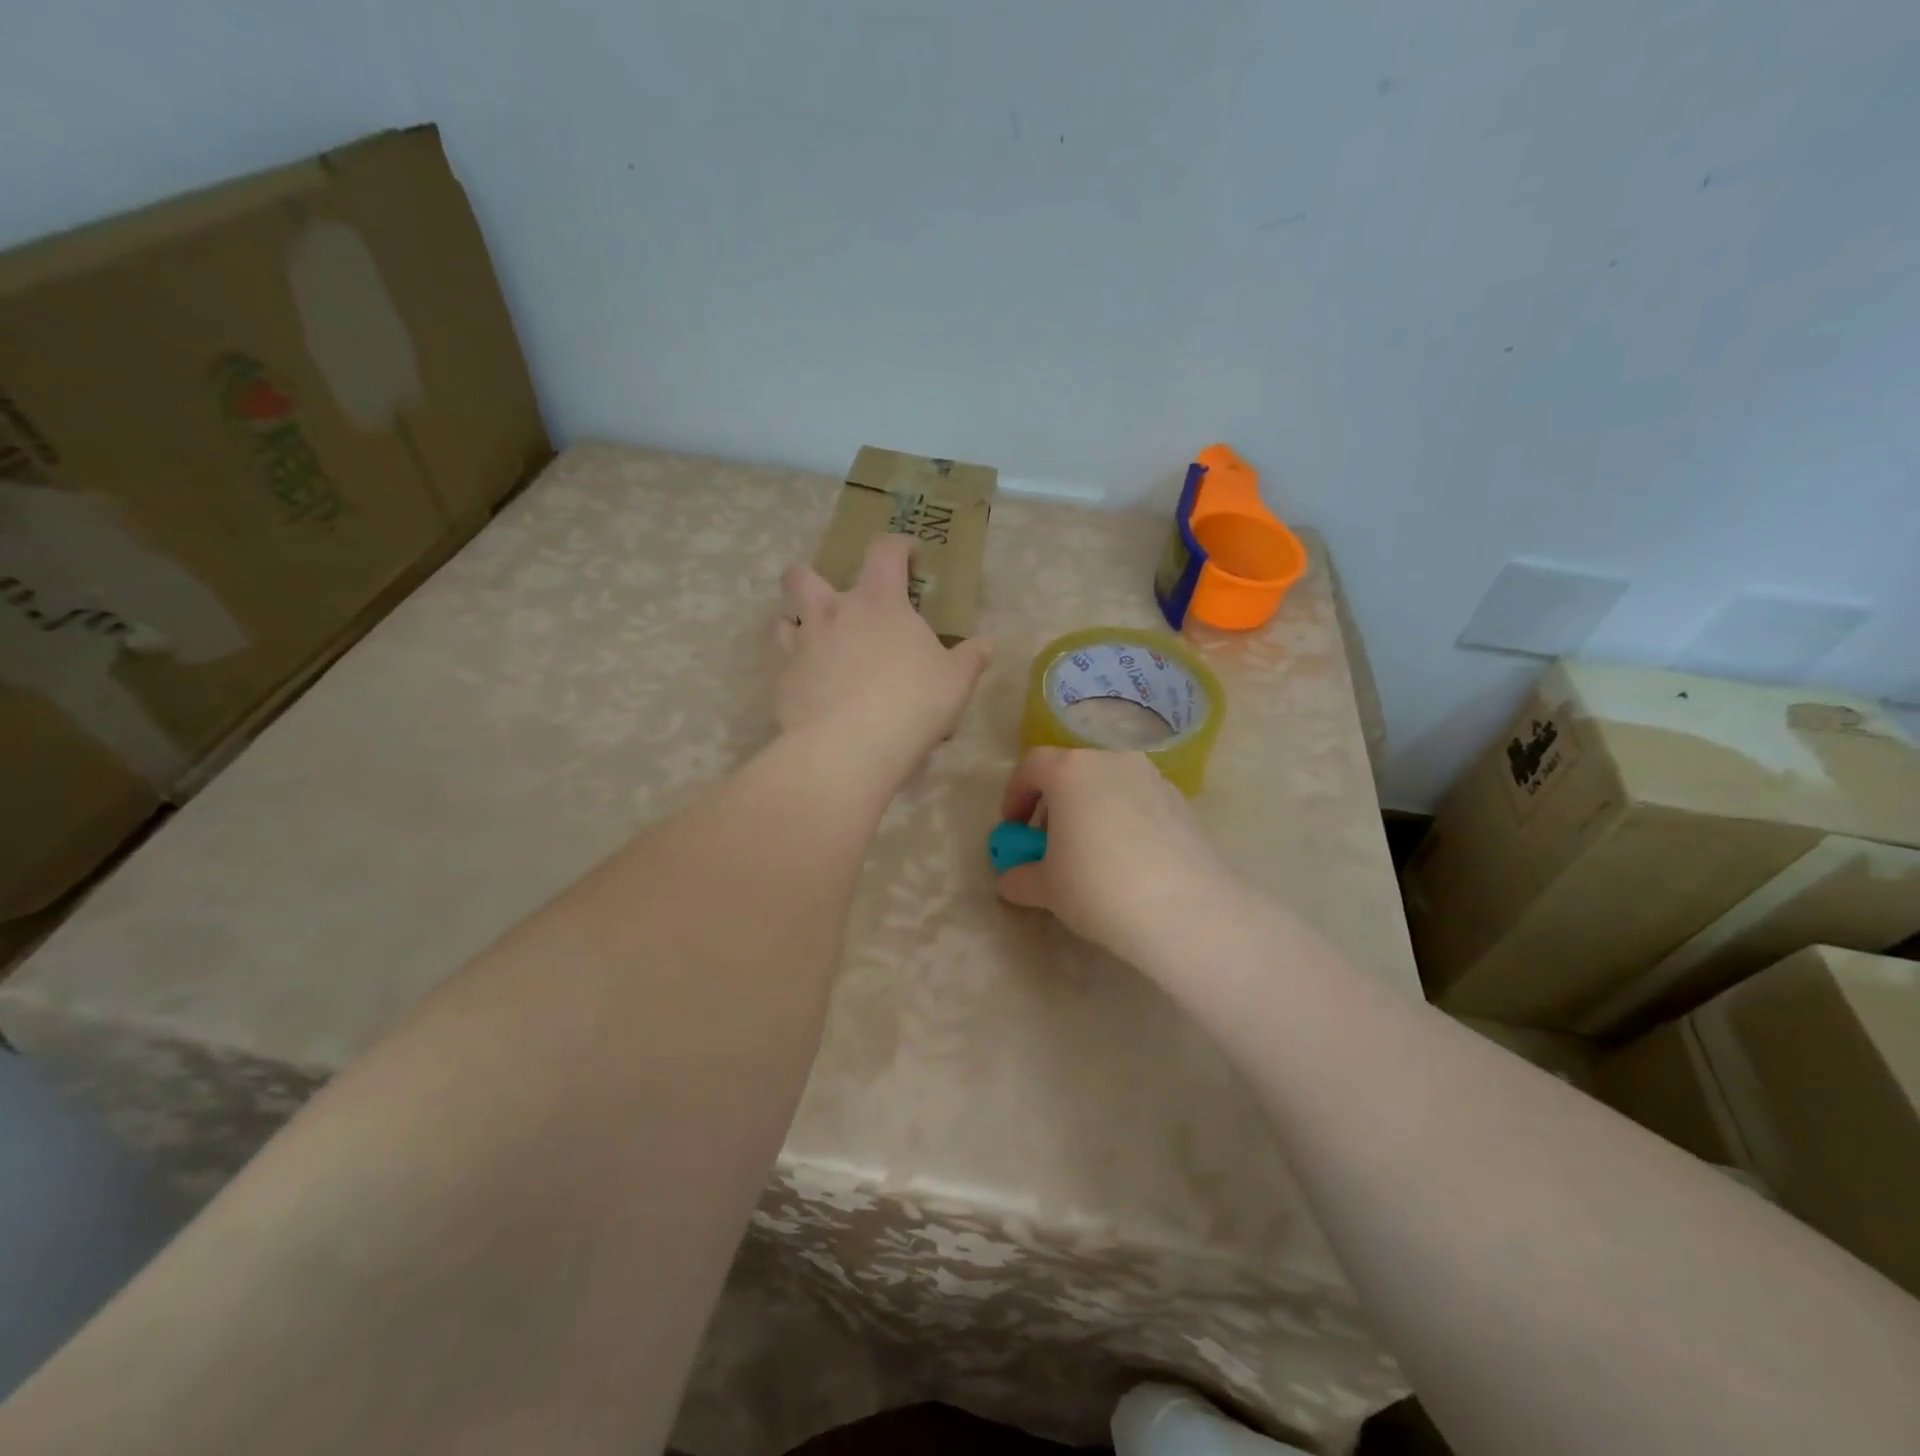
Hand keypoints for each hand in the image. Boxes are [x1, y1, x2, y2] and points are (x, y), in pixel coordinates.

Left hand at [774, 535, 991, 774]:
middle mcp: (832, 613)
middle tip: (836, 602)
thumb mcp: (955, 682)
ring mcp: (801, 644)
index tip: (909, 557)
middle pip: (804, 574)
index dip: (897, 546)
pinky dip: (794, 668)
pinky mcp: (782, 680)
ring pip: (783, 618)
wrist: (849, 747)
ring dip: (796, 623)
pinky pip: (781, 663)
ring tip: (816, 644)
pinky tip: (810, 689)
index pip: (885, 550)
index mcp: (879, 602)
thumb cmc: (912, 704)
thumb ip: (971, 658)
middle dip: (813, 577)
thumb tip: (986, 645)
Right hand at [996, 748, 1233, 962]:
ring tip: (1091, 855)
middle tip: (1050, 844)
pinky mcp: (1182, 802)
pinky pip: (1140, 803)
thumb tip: (1011, 879)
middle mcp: (1112, 761)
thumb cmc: (1097, 887)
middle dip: (1055, 804)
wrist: (1184, 910)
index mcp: (1071, 770)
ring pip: (1109, 785)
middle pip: (1072, 772)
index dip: (1015, 795)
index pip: (1032, 766)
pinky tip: (1129, 862)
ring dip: (1092, 811)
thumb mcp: (1045, 888)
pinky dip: (1125, 821)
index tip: (1013, 829)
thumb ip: (1020, 877)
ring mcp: (1152, 778)